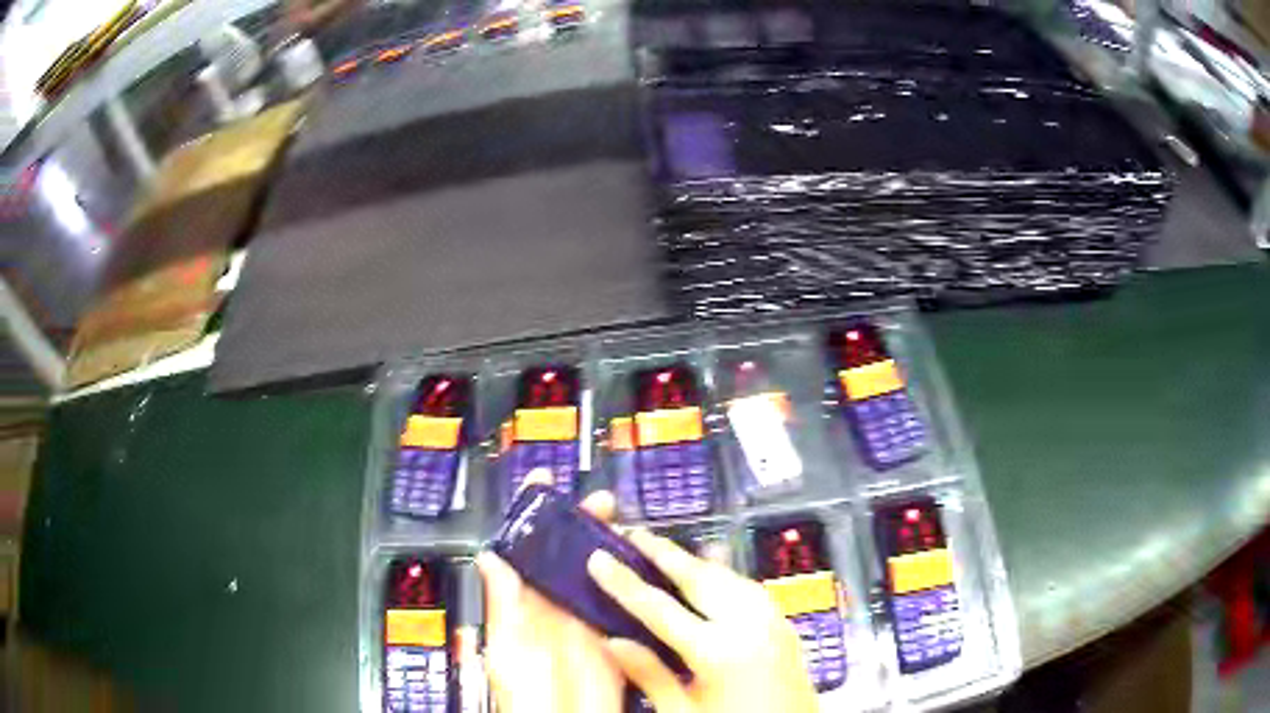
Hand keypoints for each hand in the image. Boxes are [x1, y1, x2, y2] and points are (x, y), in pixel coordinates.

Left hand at [477, 473, 624, 712]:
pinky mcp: (619, 635)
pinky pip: (627, 604)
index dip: (536, 517)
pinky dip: (636, 583)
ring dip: (612, 548)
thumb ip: (502, 604)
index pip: (530, 551)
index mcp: (527, 604)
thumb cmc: (527, 692)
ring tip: (626, 525)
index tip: (543, 482)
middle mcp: (559, 606)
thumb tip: (489, 557)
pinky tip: (646, 564)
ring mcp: (590, 619)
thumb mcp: (507, 646)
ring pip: (602, 574)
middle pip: (572, 556)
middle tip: (601, 502)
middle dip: (584, 524)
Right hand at [588, 530, 818, 712]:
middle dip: (664, 554)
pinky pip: (750, 590)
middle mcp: (749, 626)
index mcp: (718, 651)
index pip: (659, 608)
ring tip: (666, 551)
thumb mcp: (682, 712)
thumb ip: (649, 675)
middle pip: (700, 578)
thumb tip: (611, 640)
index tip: (598, 557)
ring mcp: (773, 622)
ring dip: (696, 562)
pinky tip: (712, 579)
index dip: (624, 582)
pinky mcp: (785, 627)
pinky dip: (724, 577)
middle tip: (634, 534)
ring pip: (729, 577)